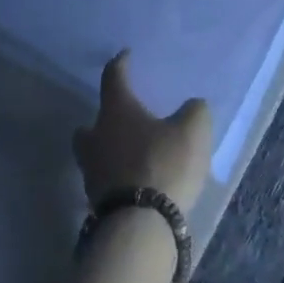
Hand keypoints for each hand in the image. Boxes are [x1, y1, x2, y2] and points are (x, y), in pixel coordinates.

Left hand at [73, 52, 211, 210]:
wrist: (140, 226)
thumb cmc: (164, 164)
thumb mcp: (193, 130)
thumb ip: (194, 111)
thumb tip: (192, 106)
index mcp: (116, 111)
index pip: (114, 78)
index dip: (120, 64)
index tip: (125, 56)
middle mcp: (97, 138)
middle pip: (90, 123)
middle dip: (102, 119)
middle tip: (120, 119)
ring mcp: (92, 173)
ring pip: (93, 154)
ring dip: (108, 151)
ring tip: (130, 155)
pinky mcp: (96, 204)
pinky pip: (105, 182)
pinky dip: (116, 178)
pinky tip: (135, 182)